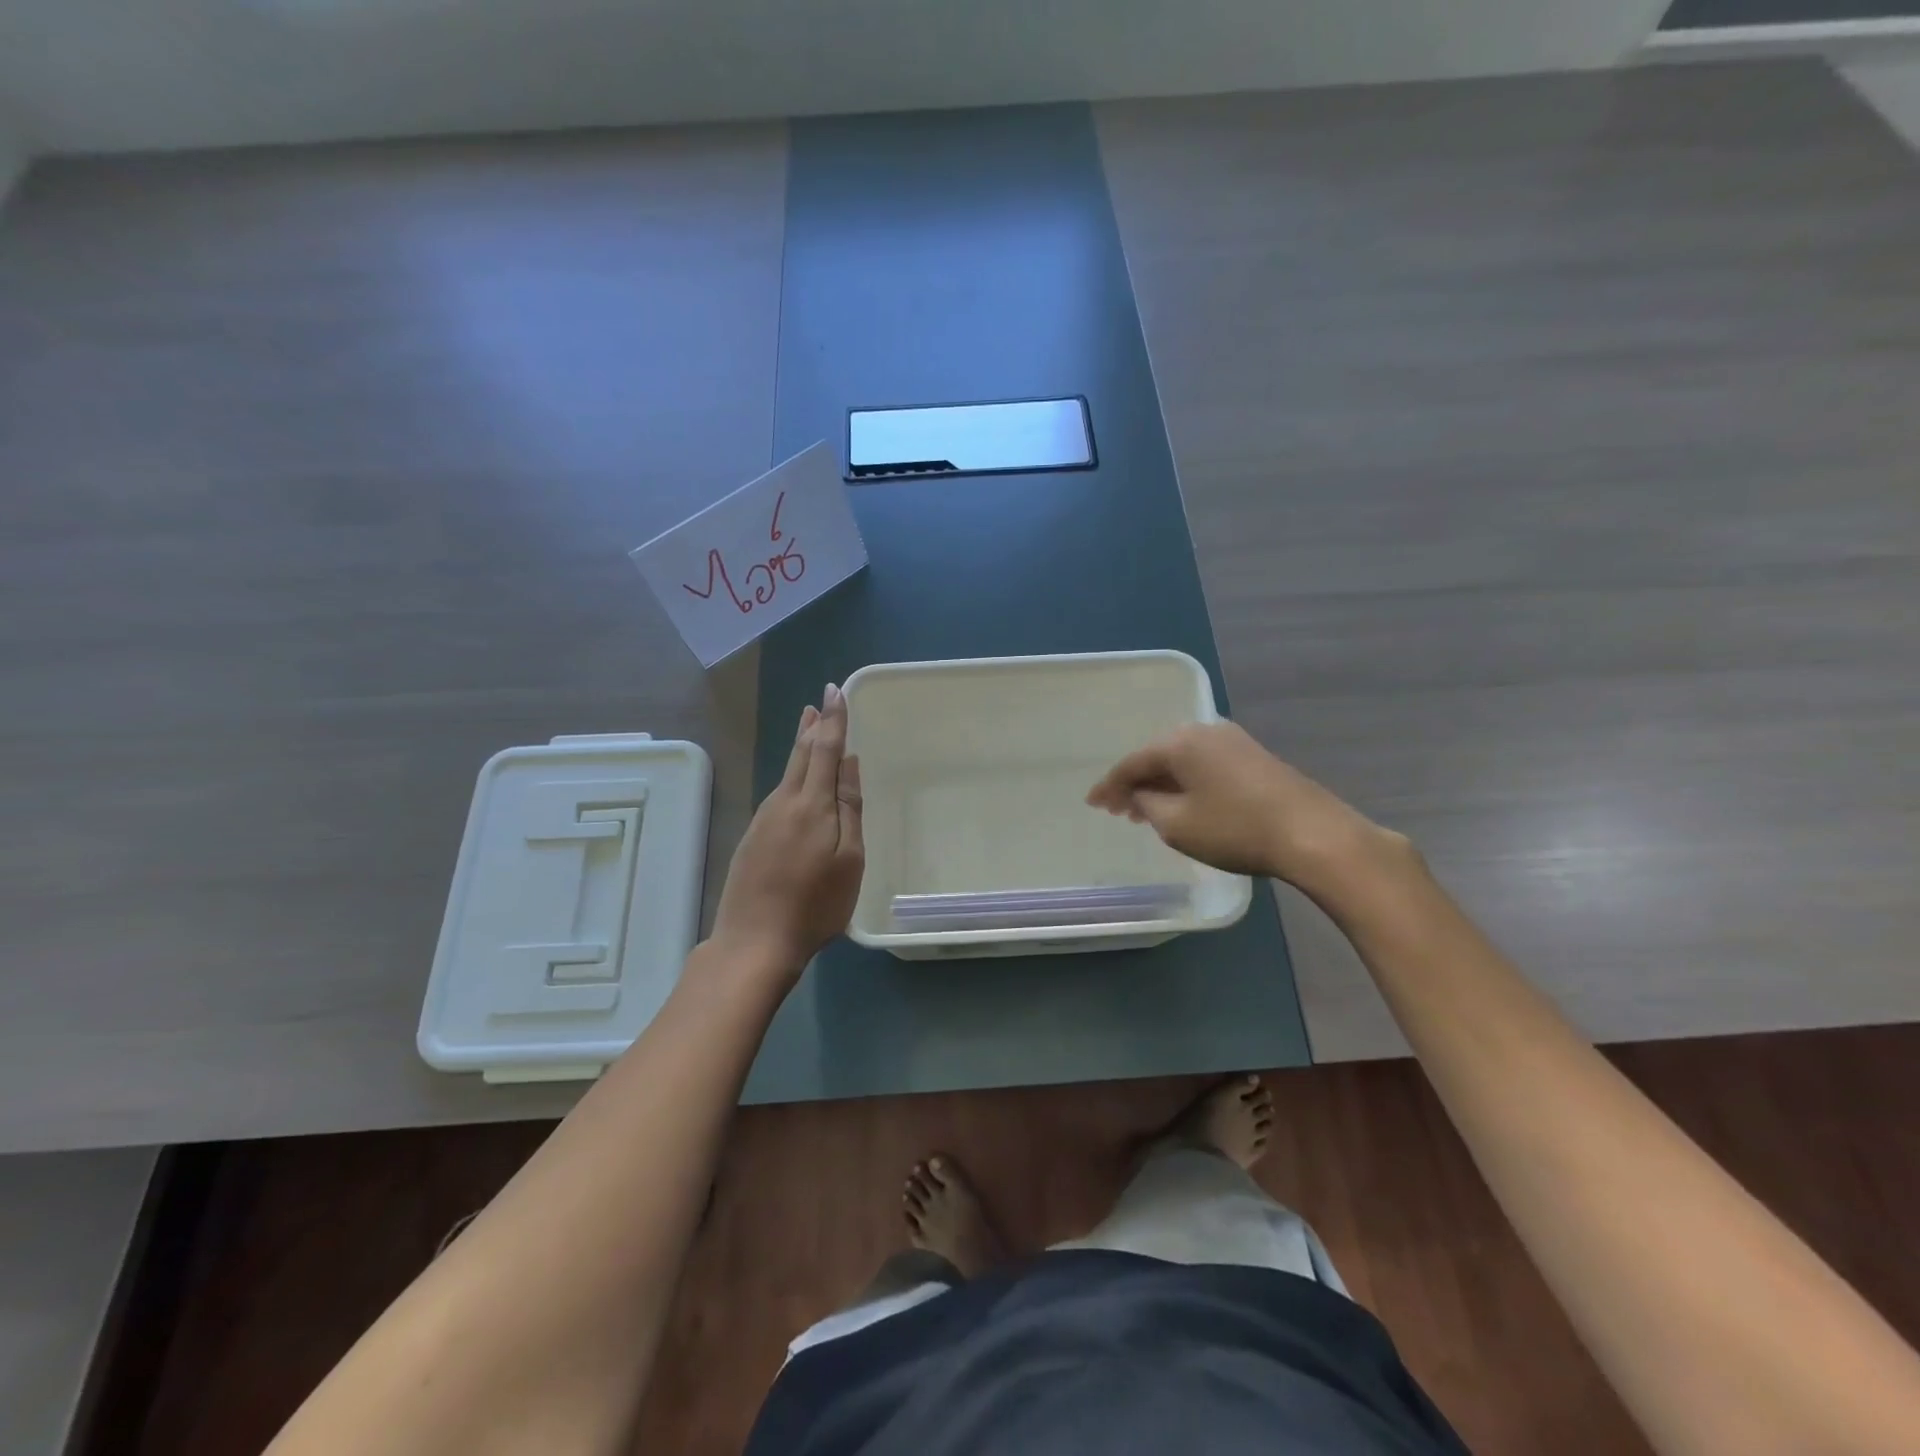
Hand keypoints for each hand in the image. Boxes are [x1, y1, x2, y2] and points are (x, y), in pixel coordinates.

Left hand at [710, 683, 863, 980]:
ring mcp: (763, 820)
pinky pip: (779, 795)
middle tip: (818, 702)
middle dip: (812, 727)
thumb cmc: (815, 905)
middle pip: (800, 755)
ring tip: (809, 729)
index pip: (824, 749)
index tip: (835, 691)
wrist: (754, 942)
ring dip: (800, 748)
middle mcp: (783, 803)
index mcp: (811, 804)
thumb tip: (848, 762)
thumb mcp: (848, 859)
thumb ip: (849, 807)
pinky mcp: (753, 838)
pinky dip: (792, 776)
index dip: (833, 719)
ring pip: (787, 774)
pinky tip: (797, 783)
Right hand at [1085, 721, 1396, 889]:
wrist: (1312, 833)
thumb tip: (1141, 793)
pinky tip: (1184, 802)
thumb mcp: (1176, 824)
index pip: (1131, 763)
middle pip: (1157, 756)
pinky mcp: (1253, 756)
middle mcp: (1203, 730)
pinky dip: (1187, 782)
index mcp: (1179, 742)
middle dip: (1136, 783)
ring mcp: (1232, 741)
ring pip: (1183, 761)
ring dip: (1162, 784)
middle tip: (1118, 809)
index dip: (1108, 785)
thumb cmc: (1234, 829)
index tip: (1092, 803)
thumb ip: (1147, 804)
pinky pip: (1204, 765)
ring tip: (1146, 810)